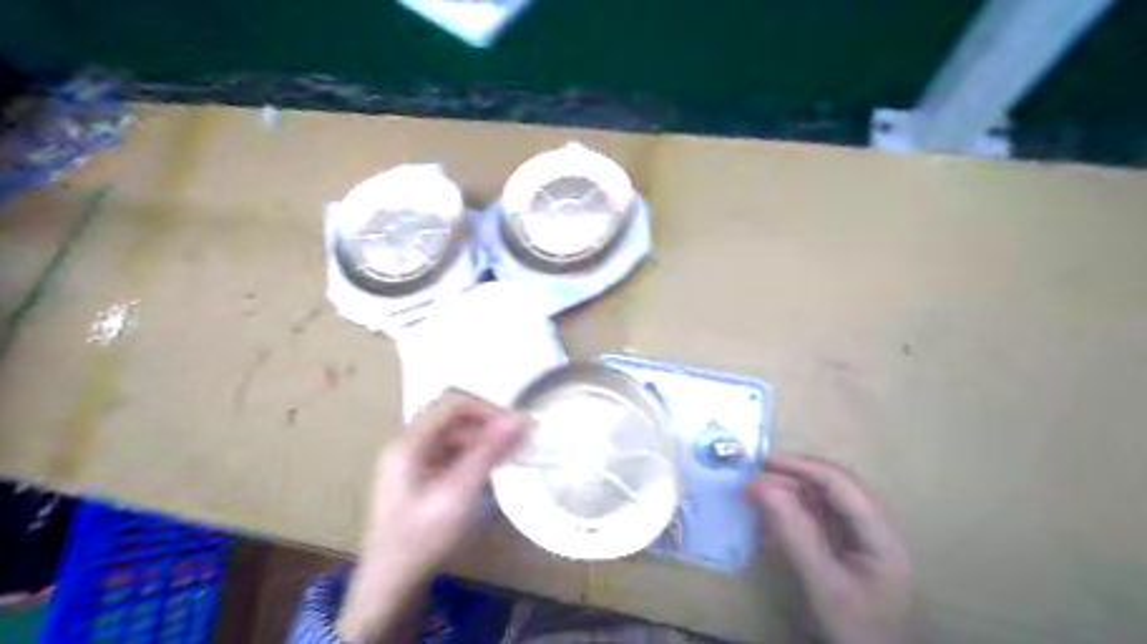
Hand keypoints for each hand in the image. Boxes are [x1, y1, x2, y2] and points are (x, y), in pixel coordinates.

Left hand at [337, 390, 522, 641]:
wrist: (390, 587)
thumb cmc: (422, 539)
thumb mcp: (458, 495)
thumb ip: (486, 454)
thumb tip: (518, 420)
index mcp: (410, 444)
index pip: (453, 405)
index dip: (488, 410)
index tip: (516, 427)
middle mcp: (409, 445)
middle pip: (454, 420)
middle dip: (489, 426)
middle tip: (522, 441)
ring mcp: (413, 462)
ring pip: (455, 437)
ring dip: (485, 441)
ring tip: (515, 453)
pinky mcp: (420, 478)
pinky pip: (451, 455)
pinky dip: (475, 457)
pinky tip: (494, 467)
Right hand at [750, 456, 919, 643]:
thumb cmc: (855, 628)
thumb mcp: (822, 584)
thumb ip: (794, 535)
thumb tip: (761, 487)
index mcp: (879, 533)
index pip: (840, 483)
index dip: (801, 466)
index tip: (763, 462)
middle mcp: (874, 525)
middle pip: (834, 484)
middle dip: (794, 474)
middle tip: (756, 474)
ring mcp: (861, 535)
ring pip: (825, 496)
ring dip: (791, 489)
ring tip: (758, 491)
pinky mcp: (848, 544)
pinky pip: (819, 514)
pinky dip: (794, 508)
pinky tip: (774, 513)